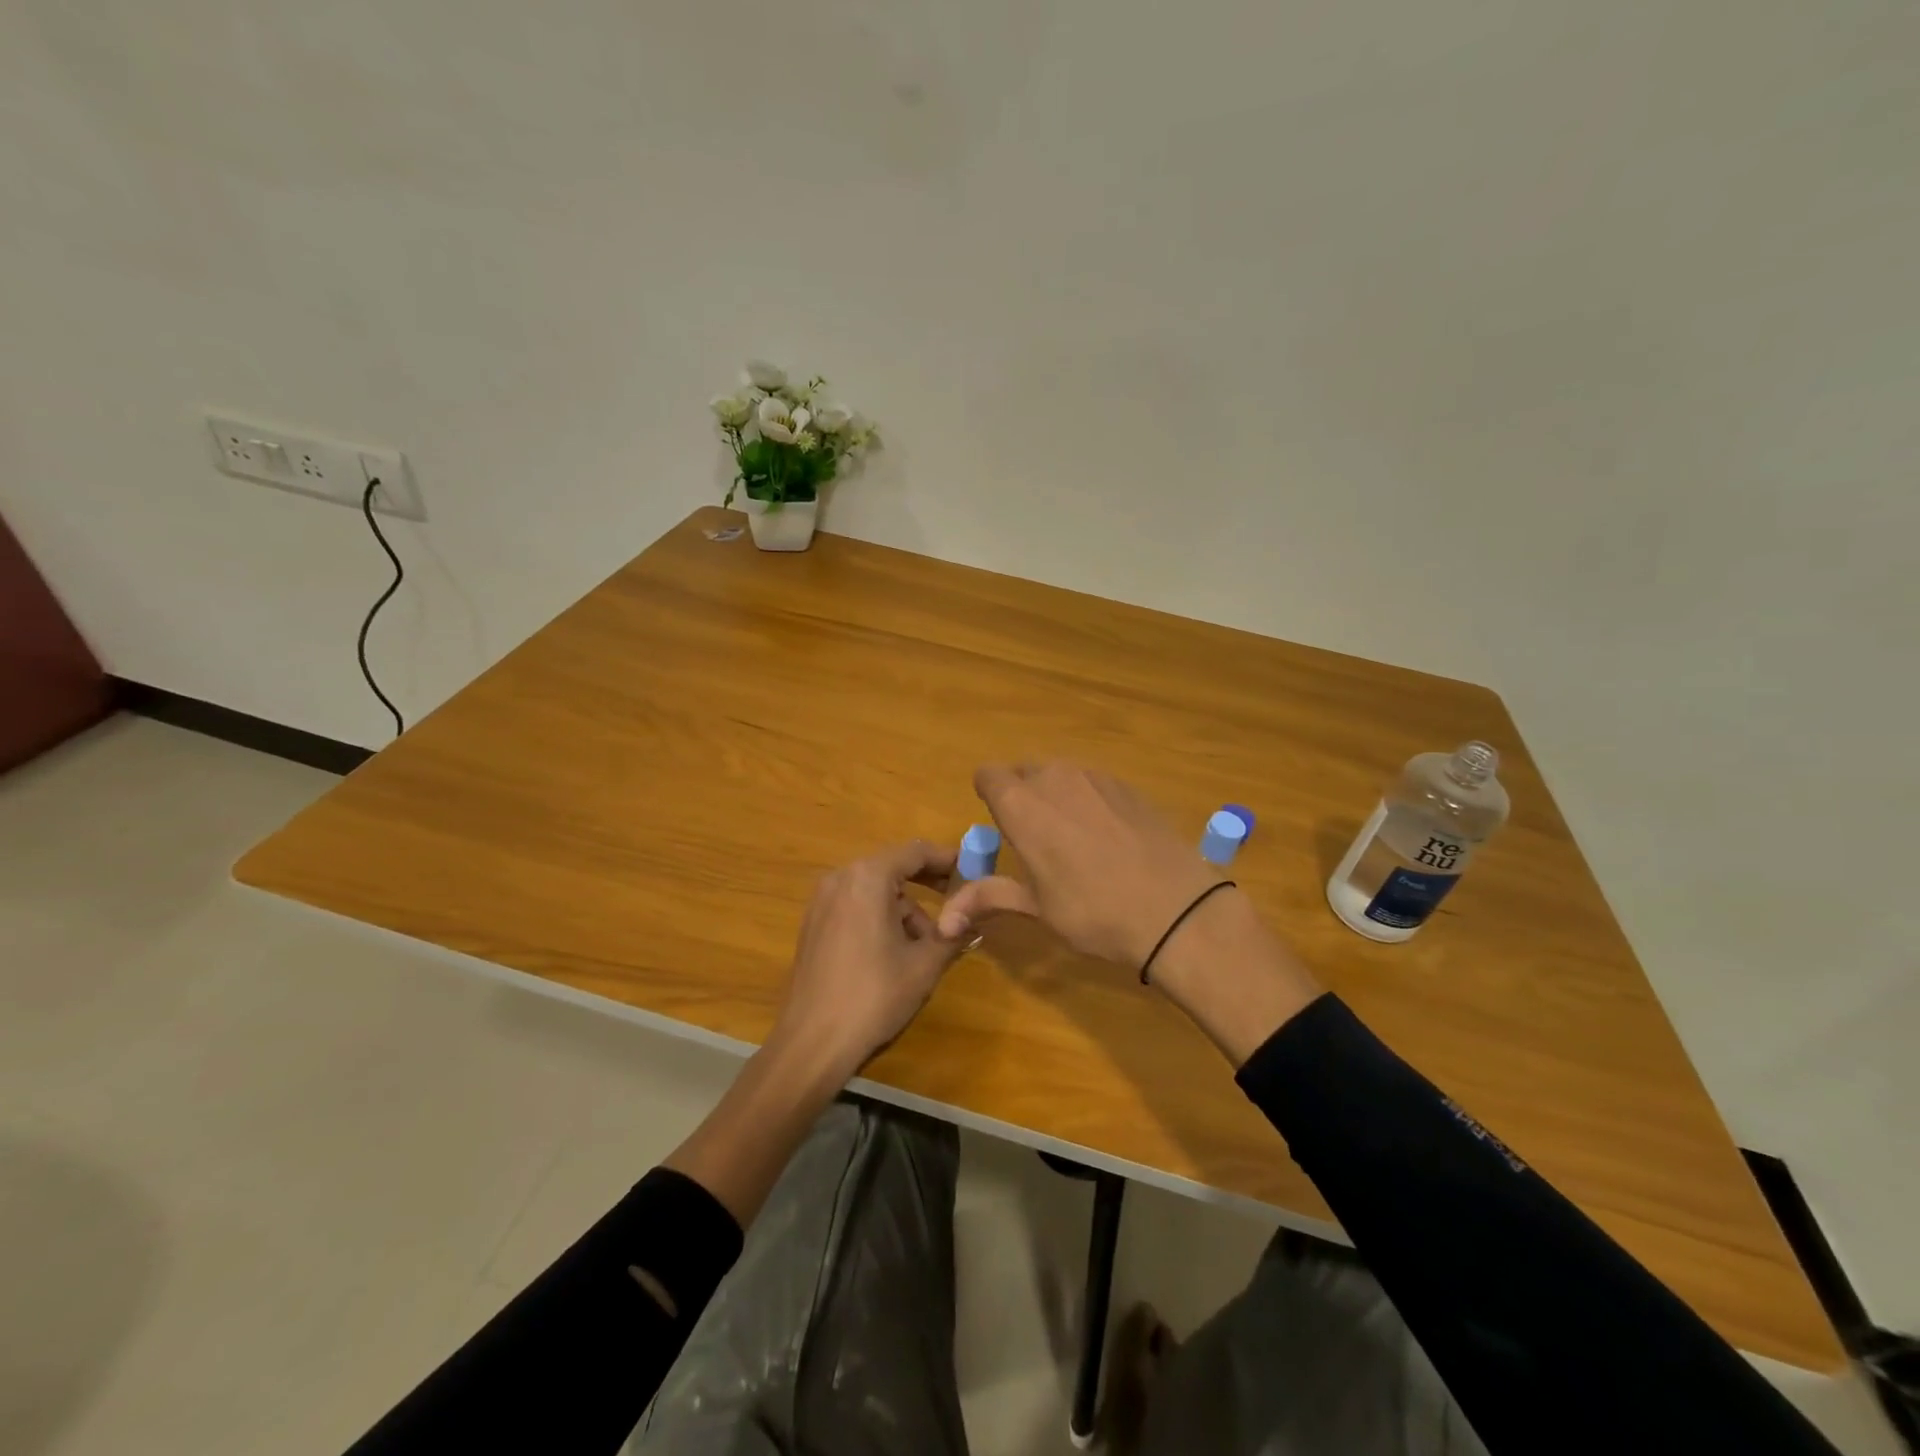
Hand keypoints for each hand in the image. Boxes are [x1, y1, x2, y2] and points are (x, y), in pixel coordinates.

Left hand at [771, 840, 962, 1078]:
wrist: (813, 1041)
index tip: (973, 869)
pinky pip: (855, 905)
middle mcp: (840, 878)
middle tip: (958, 901)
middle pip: (893, 867)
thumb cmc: (874, 995)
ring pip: (874, 889)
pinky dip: (880, 916)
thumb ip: (954, 931)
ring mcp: (821, 901)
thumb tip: (978, 915)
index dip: (947, 858)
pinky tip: (895, 952)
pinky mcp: (813, 924)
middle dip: (927, 883)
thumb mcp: (925, 964)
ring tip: (926, 944)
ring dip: (904, 907)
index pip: (915, 851)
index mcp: (868, 878)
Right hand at [938, 762, 1321, 1062]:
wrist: (1177, 911)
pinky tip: (1110, 839)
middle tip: (1036, 841)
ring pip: (1061, 775)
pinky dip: (1090, 801)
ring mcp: (1097, 777)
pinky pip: (1094, 783)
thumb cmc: (1094, 912)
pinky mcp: (1129, 786)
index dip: (989, 796)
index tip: (1001, 827)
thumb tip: (944, 923)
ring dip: (1056, 797)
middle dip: (1022, 798)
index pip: (988, 775)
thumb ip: (988, 898)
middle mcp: (1055, 777)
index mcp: (1022, 804)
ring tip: (1074, 841)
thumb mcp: (1037, 908)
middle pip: (1024, 772)